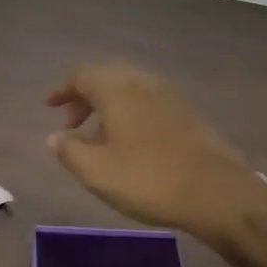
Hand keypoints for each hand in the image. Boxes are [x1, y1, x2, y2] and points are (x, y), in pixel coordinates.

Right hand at [46, 61, 266, 243]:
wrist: (216, 192)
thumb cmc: (149, 180)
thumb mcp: (97, 172)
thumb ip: (69, 151)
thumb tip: (55, 137)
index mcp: (118, 90)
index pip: (83, 75)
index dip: (63, 90)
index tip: (50, 108)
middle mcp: (144, 83)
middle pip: (107, 76)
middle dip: (85, 95)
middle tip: (71, 122)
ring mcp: (170, 96)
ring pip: (130, 88)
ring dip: (108, 104)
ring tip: (97, 136)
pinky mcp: (187, 113)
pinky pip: (148, 100)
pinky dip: (130, 112)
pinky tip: (129, 142)